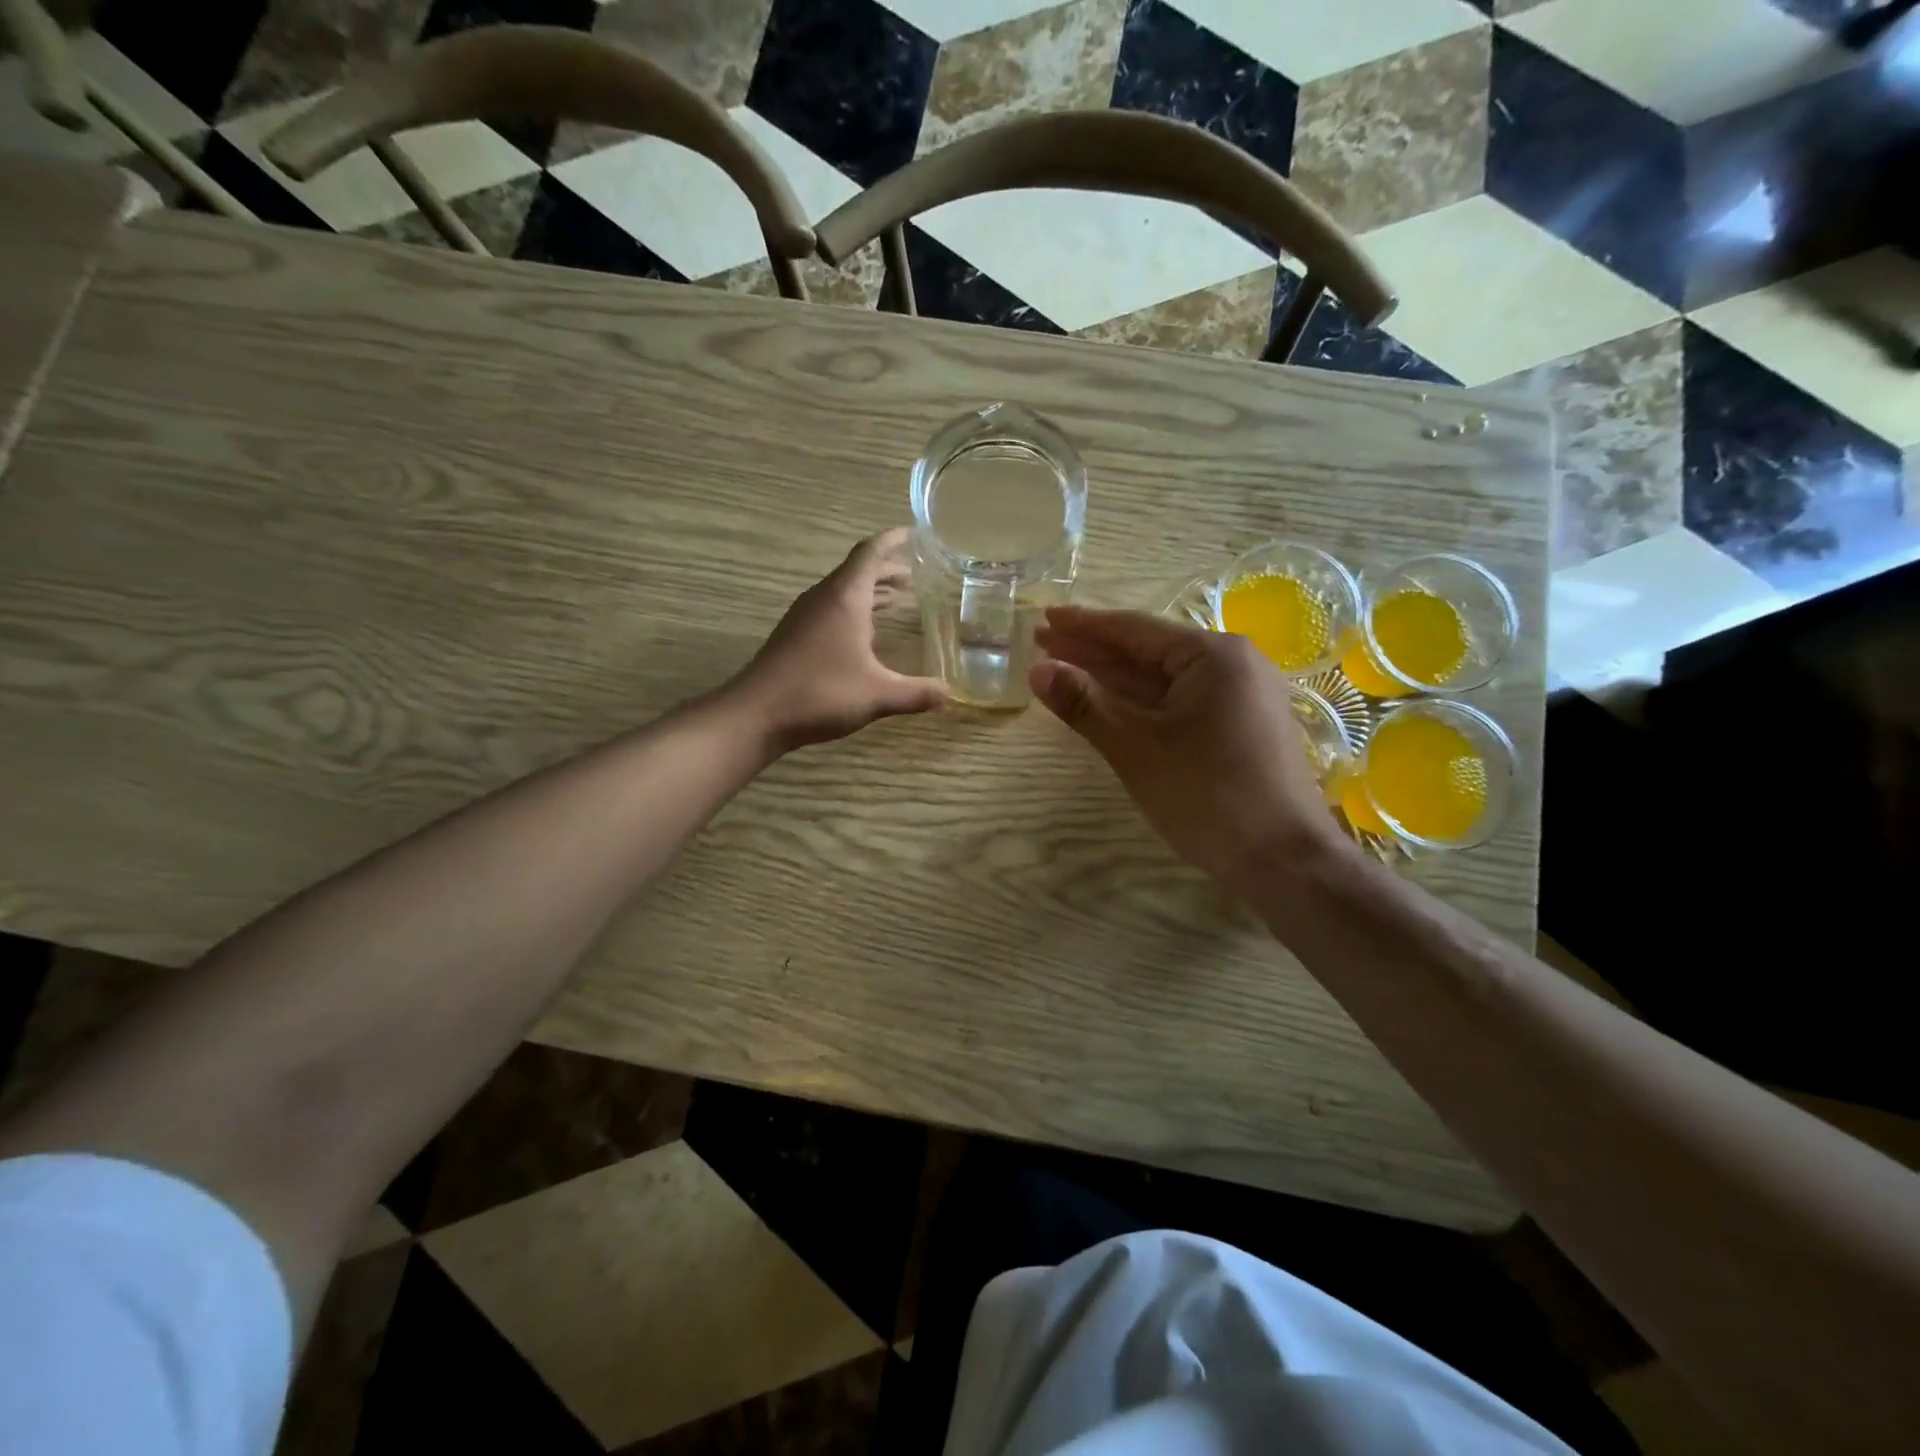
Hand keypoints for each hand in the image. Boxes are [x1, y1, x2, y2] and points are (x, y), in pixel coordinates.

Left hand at [734, 529, 946, 750]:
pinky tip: (866, 634)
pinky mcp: (795, 635)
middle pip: (858, 570)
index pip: (871, 553)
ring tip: (898, 599)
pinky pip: (831, 609)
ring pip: (843, 591)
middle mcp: (824, 598)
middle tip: (916, 573)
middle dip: (887, 569)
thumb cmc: (820, 693)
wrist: (756, 714)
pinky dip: (855, 610)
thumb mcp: (878, 695)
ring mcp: (805, 616)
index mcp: (845, 598)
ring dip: (870, 590)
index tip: (914, 533)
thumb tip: (950, 694)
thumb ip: (917, 693)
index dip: (893, 540)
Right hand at [1029, 606, 1353, 891]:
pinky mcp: (1240, 727)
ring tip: (1065, 669)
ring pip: (1163, 679)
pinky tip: (1112, 703)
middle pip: (1148, 651)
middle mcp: (1233, 665)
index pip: (1134, 630)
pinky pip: (1179, 702)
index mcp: (1213, 655)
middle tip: (1043, 643)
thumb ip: (1085, 705)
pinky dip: (1141, 702)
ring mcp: (1240, 697)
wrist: (1284, 861)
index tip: (1043, 619)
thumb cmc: (1208, 796)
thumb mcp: (1137, 749)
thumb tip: (1038, 671)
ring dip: (1114, 677)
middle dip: (1094, 650)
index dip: (1083, 626)